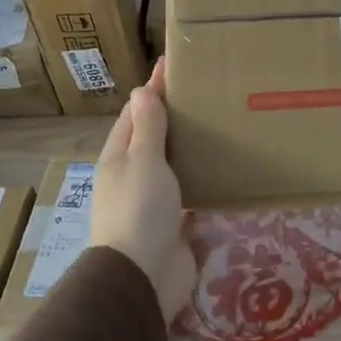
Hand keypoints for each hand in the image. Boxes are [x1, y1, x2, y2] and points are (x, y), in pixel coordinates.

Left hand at [92, 59, 198, 320]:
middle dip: (174, 115)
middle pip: (154, 137)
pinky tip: (221, 168)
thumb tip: (141, 90)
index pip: (137, 112)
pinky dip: (201, 177)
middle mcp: (133, 175)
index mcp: (119, 156)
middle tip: (206, 92)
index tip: (173, 63)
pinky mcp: (174, 222)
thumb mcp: (142, 161)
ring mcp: (153, 200)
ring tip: (219, 124)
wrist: (142, 277)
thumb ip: (147, 127)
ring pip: (172, 164)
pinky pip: (189, 191)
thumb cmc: (139, 210)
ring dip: (189, 146)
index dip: (154, 88)